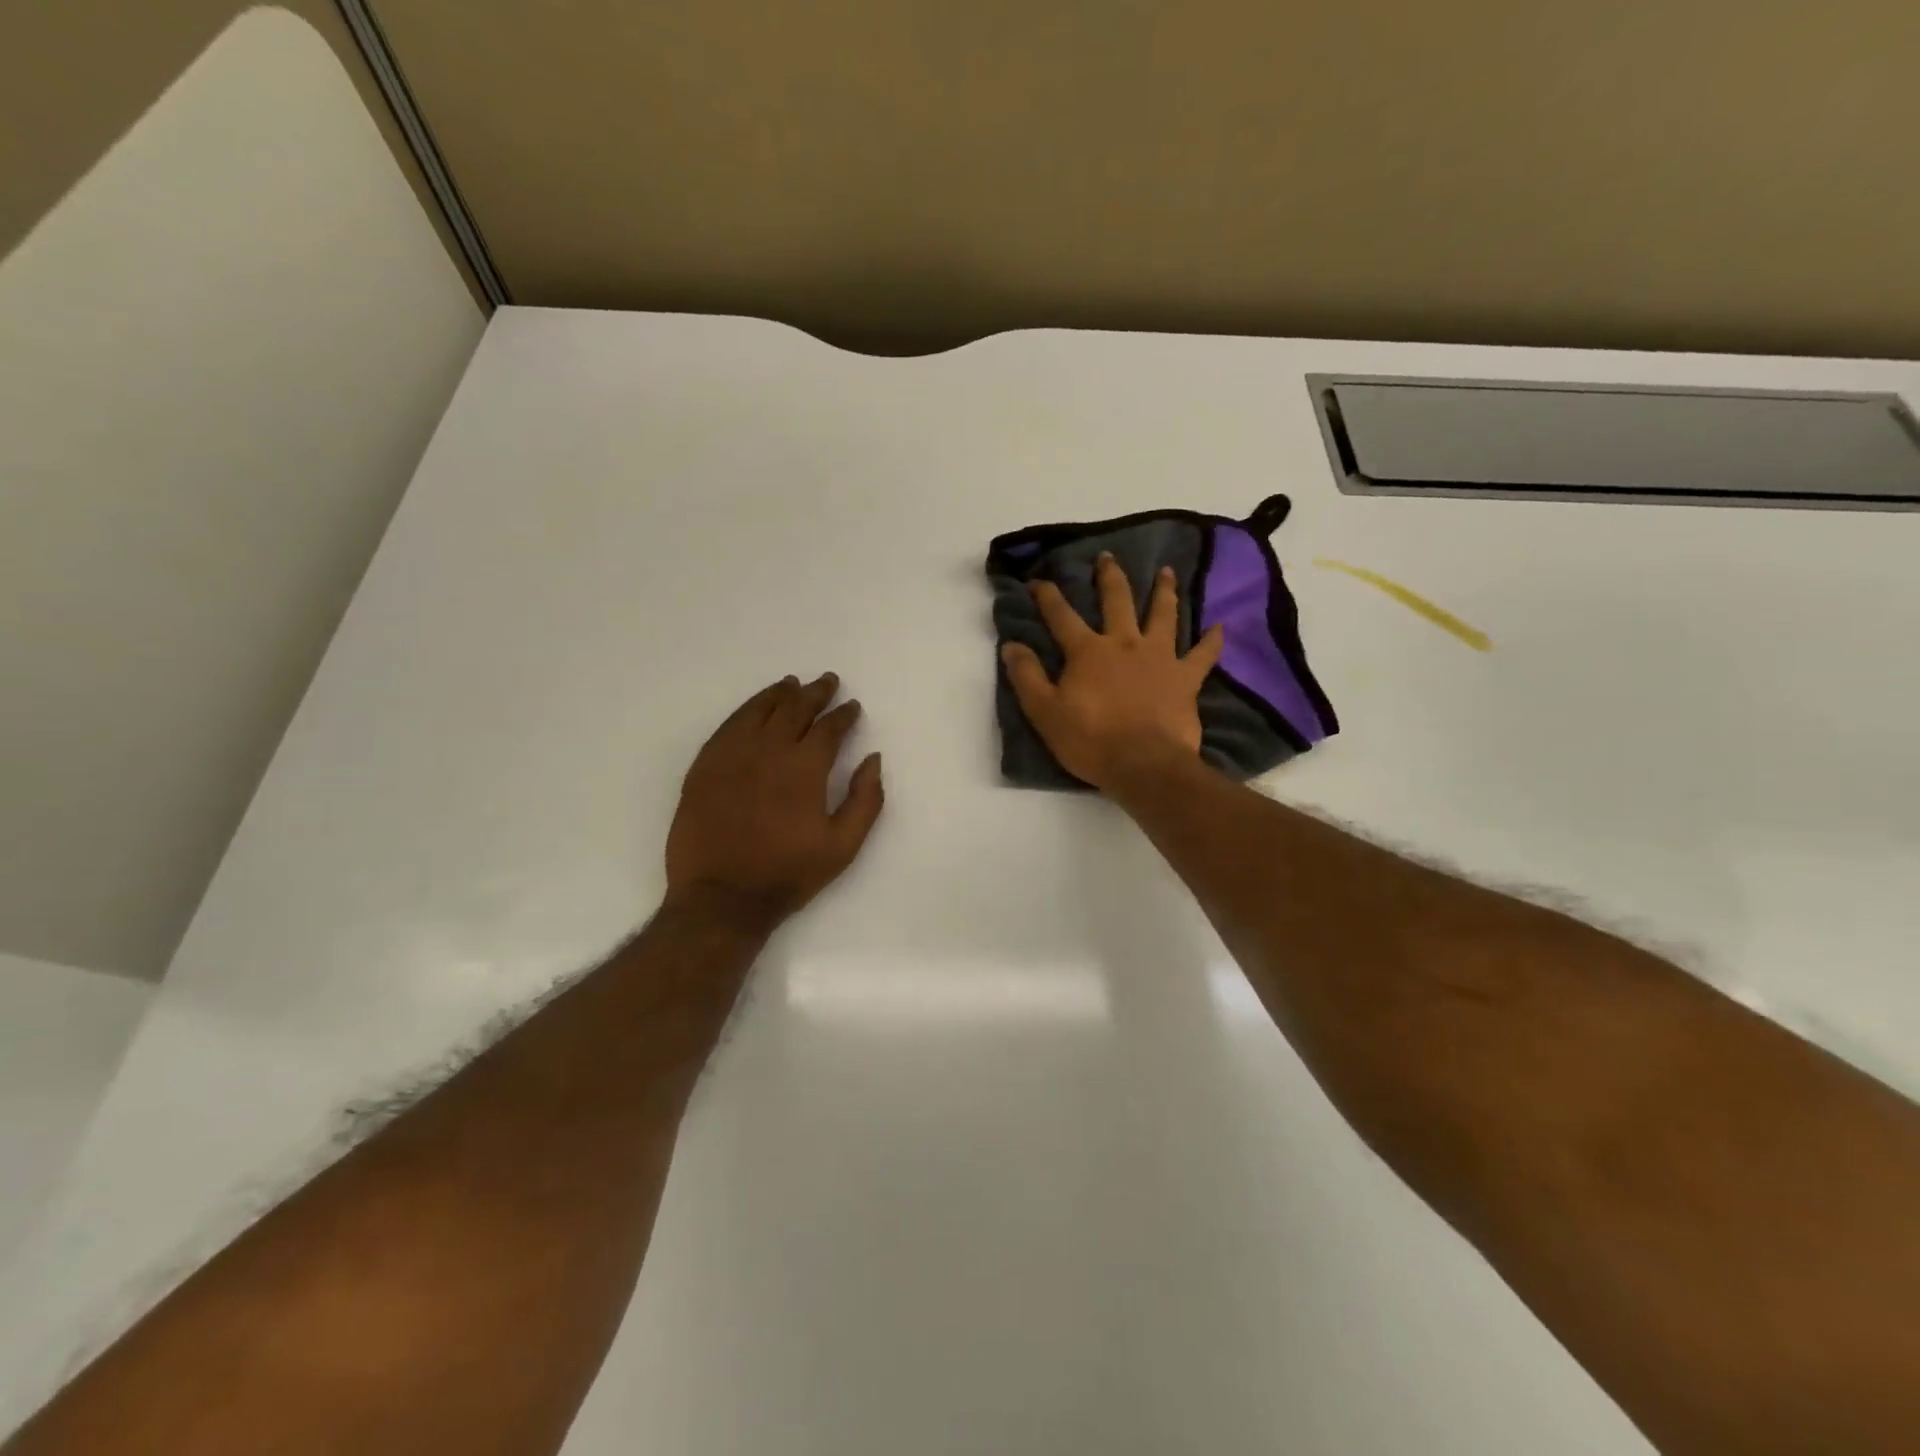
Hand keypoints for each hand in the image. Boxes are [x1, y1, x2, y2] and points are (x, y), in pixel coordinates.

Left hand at [665, 674, 884, 933]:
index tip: (852, 707)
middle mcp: (768, 750)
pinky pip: (729, 726)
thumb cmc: (788, 873)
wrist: (722, 897)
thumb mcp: (843, 846)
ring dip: (779, 694)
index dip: (844, 714)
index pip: (829, 728)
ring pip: (759, 710)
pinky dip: (746, 710)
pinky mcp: (705, 766)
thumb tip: (873, 759)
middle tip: (827, 682)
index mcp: (804, 768)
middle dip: (815, 693)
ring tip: (791, 684)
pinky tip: (754, 708)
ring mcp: (732, 755)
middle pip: (794, 708)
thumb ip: (866, 799)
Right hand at [1002, 554, 1223, 792]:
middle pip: (1117, 601)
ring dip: (1164, 591)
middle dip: (1109, 577)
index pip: (1061, 616)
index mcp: (1088, 651)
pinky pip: (1203, 655)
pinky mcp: (1186, 679)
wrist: (1144, 765)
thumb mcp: (1044, 712)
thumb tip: (1011, 645)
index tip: (1037, 581)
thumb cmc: (1090, 740)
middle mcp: (1125, 643)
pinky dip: (1212, 640)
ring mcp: (1160, 657)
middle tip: (1108, 557)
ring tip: (1166, 572)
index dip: (1047, 596)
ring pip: (1163, 615)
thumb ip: (1026, 676)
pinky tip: (1220, 626)